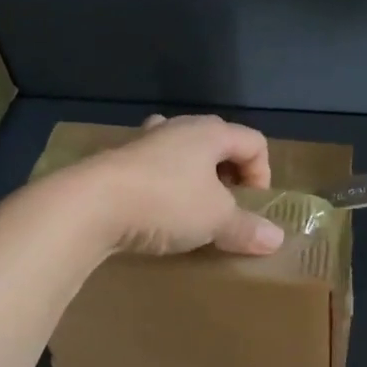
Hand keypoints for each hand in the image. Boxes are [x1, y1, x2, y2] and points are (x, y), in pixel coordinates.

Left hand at [78, 114, 284, 255]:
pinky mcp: (117, 160)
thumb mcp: (216, 220)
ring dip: (193, 177)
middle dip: (229, 174)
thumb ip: (247, 228)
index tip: (251, 207)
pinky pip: (153, 166)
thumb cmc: (166, 202)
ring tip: (191, 207)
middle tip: (225, 206)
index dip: (262, 174)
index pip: (253, 142)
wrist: (90, 205)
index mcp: (210, 132)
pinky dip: (162, 184)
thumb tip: (276, 239)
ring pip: (182, 151)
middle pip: (218, 142)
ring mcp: (144, 140)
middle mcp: (178, 127)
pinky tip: (154, 209)